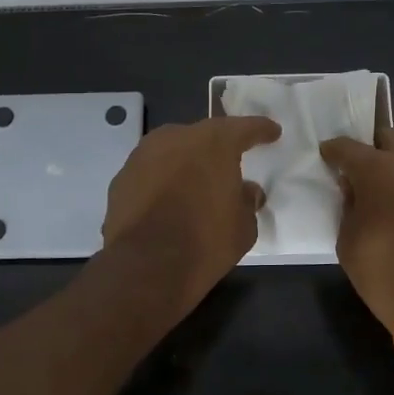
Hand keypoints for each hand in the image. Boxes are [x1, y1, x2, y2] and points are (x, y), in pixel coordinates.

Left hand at [102, 116, 281, 312]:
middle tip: (230, 162)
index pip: (243, 128)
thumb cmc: (206, 242)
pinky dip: (162, 181)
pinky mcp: (121, 178)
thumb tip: (245, 191)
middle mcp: (176, 138)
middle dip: (217, 148)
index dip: (260, 130)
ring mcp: (143, 156)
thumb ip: (247, 201)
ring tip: (195, 184)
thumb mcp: (244, 227)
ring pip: (172, 151)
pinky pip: (150, 172)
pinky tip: (167, 201)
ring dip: (185, 163)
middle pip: (203, 136)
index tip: (272, 132)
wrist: (146, 266)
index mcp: (213, 143)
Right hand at [319, 128, 393, 334]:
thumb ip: (349, 208)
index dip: (334, 150)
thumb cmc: (386, 275)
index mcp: (379, 171)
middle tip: (368, 170)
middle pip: (392, 137)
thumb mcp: (348, 244)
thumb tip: (354, 190)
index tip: (328, 154)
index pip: (348, 147)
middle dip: (376, 149)